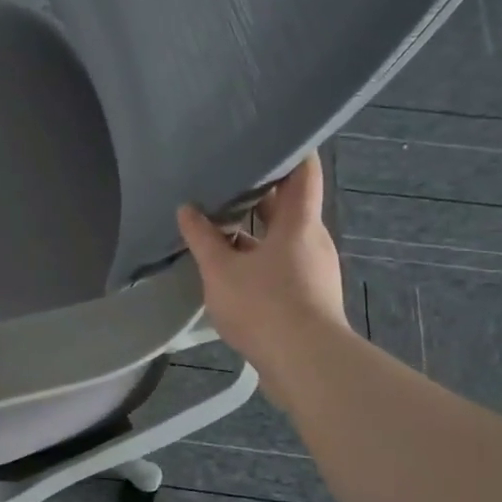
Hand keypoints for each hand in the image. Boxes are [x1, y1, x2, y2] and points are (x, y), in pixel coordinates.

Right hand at [177, 151, 349, 409]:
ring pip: (284, 237)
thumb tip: (187, 208)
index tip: (268, 137)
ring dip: (257, 229)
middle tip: (226, 180)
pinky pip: (283, 263)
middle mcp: (313, 239)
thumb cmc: (265, 305)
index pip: (304, 171)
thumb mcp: (221, 270)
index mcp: (299, 222)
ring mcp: (314, 269)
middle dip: (261, 192)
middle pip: (290, 205)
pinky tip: (233, 267)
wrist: (306, 364)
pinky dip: (260, 257)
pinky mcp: (310, 296)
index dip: (291, 150)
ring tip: (221, 223)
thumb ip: (202, 238)